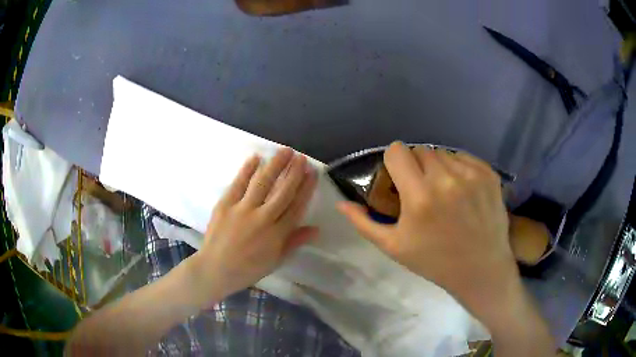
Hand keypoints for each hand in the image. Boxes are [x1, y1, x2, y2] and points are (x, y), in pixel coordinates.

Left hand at [190, 148, 317, 306]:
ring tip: (285, 151)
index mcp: (277, 234)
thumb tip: (316, 229)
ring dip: (275, 165)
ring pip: (263, 183)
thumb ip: (294, 242)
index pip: (296, 206)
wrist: (215, 269)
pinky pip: (238, 183)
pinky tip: (256, 157)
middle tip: (301, 157)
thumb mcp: (275, 260)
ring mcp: (242, 209)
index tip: (312, 173)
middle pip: (283, 191)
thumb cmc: (248, 268)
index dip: (306, 188)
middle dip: (294, 172)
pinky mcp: (225, 204)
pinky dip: (247, 169)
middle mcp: (262, 218)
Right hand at [337, 142, 524, 328]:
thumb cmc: (435, 261)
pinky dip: (459, 169)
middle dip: (416, 166)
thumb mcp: (393, 247)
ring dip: (438, 167)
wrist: (481, 269)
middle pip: (420, 150)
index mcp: (419, 196)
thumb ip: (364, 223)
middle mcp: (446, 179)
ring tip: (444, 192)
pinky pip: (464, 158)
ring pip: (443, 153)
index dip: (394, 162)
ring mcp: (471, 174)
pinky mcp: (489, 174)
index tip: (399, 177)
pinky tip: (463, 190)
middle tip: (422, 189)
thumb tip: (341, 203)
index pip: (397, 151)